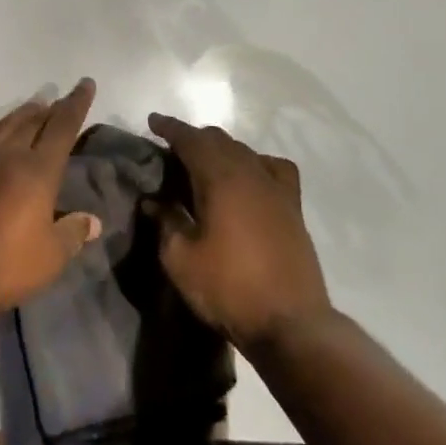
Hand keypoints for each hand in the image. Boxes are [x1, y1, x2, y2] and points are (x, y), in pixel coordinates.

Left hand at [0, 80, 102, 323]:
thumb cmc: (5, 266)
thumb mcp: (50, 257)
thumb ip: (73, 233)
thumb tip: (93, 221)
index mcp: (38, 171)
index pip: (63, 127)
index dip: (76, 104)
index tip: (85, 85)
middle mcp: (8, 156)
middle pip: (33, 122)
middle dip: (50, 108)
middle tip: (59, 101)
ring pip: (4, 125)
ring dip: (21, 114)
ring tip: (33, 107)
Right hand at [148, 113, 332, 352]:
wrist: (290, 323)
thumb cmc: (228, 289)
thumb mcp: (181, 259)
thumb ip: (165, 222)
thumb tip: (153, 201)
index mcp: (220, 179)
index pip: (191, 140)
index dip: (170, 128)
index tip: (152, 121)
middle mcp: (251, 173)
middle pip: (219, 140)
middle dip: (193, 137)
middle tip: (171, 147)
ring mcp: (276, 189)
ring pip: (245, 151)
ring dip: (221, 149)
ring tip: (204, 161)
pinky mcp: (293, 207)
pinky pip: (274, 168)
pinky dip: (256, 162)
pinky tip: (250, 177)